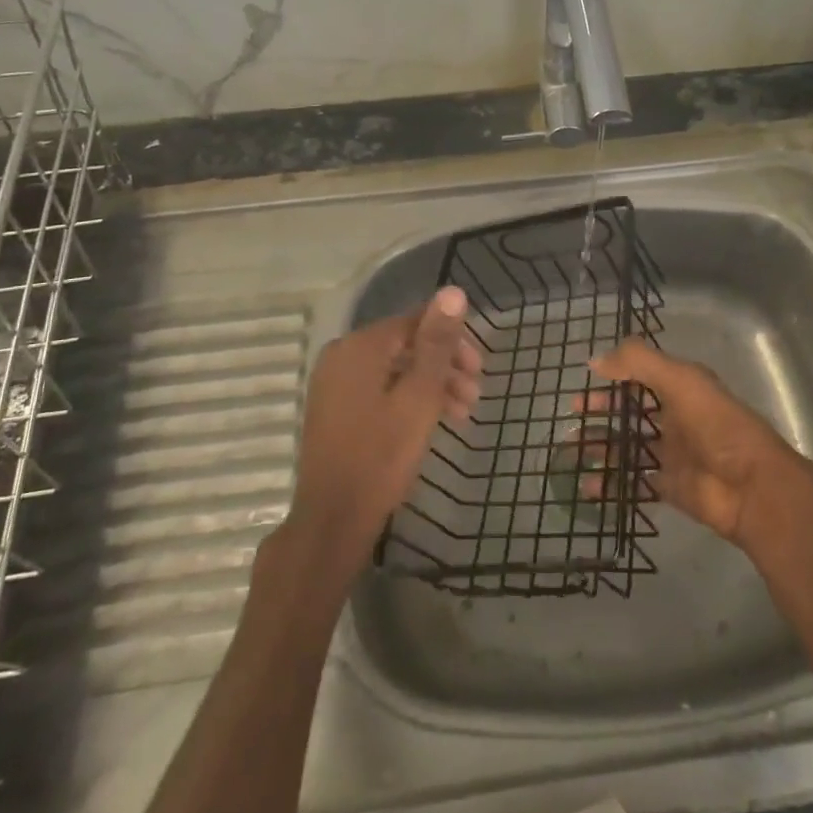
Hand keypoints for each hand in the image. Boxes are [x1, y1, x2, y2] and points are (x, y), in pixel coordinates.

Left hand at [287, 288, 482, 575]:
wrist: (332, 521)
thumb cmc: (381, 456)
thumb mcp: (419, 397)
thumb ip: (437, 342)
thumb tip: (453, 291)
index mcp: (360, 346)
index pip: (416, 322)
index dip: (452, 341)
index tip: (479, 369)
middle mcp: (342, 355)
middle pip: (406, 346)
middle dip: (445, 367)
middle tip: (475, 395)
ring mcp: (335, 383)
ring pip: (395, 370)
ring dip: (431, 386)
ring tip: (463, 414)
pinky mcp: (335, 408)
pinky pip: (379, 389)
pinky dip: (408, 399)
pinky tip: (432, 421)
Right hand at [588, 340, 809, 545]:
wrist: (752, 487)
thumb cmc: (716, 425)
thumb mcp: (679, 380)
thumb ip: (638, 363)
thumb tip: (596, 360)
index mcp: (681, 388)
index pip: (641, 376)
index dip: (614, 376)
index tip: (585, 380)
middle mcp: (675, 418)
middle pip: (631, 411)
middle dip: (602, 411)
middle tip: (573, 415)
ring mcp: (672, 454)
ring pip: (628, 446)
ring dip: (600, 446)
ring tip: (570, 449)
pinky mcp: (670, 487)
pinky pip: (633, 482)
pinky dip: (610, 484)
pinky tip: (587, 485)